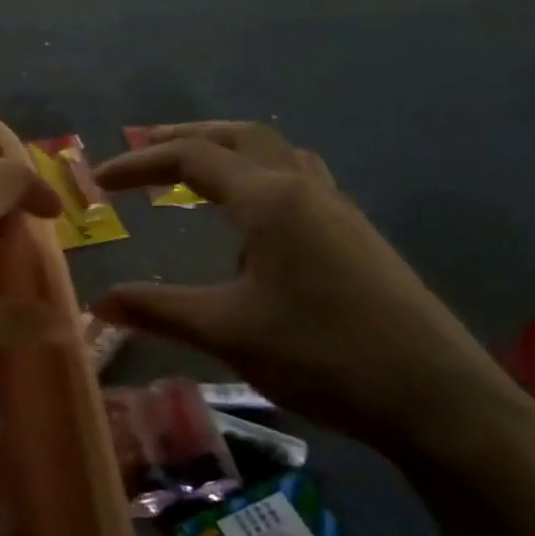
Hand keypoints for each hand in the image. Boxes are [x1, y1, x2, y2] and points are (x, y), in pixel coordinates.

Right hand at [93, 122, 534, 470]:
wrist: (437, 398)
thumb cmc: (324, 355)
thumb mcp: (228, 332)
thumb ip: (158, 310)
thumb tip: (97, 302)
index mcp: (270, 200)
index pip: (192, 159)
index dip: (139, 163)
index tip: (98, 180)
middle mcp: (305, 189)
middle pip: (239, 137)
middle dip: (185, 137)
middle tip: (143, 149)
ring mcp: (337, 210)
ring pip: (274, 155)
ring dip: (227, 152)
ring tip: (192, 174)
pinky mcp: (355, 237)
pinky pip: (297, 183)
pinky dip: (258, 179)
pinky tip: (250, 223)